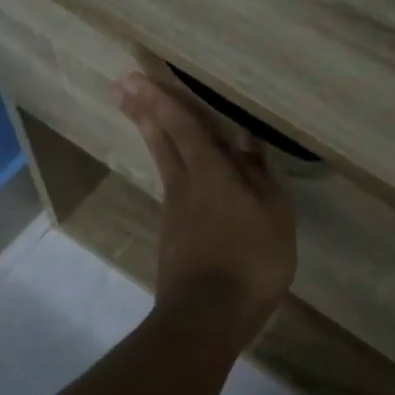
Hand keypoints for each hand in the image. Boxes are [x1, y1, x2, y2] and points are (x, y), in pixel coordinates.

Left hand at [117, 74, 296, 341]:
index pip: (184, 128)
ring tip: (145, 118)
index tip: (133, 78)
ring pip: (164, 166)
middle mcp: (185, 187)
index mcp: (211, 174)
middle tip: (122, 88)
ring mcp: (175, 215)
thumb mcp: (273, 215)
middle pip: (162, 142)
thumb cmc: (251, 260)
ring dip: (153, 138)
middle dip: (144, 113)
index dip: (161, 101)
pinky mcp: (173, 240)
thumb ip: (257, 175)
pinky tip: (181, 179)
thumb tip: (243, 138)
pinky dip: (172, 173)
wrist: (208, 316)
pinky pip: (173, 193)